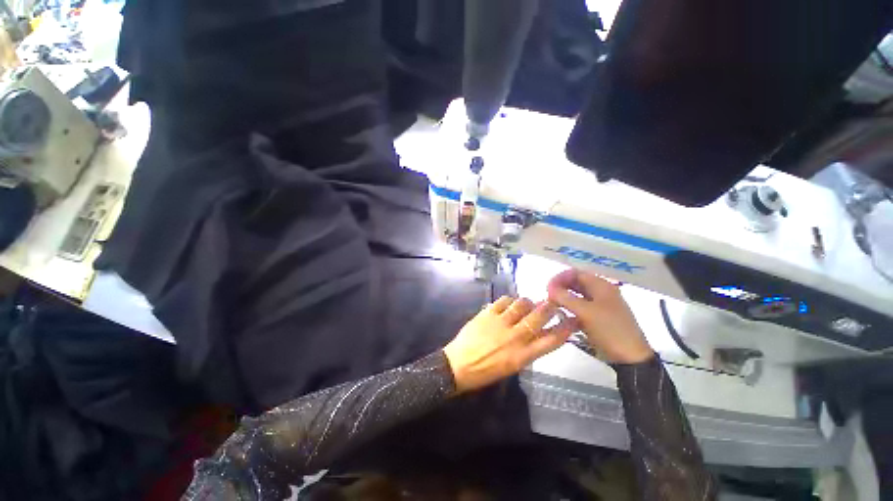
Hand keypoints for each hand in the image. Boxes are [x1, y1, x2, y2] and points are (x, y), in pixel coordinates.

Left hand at [443, 296, 577, 392]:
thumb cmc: (487, 371)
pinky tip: (509, 304)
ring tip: (526, 304)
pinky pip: (503, 300)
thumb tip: (539, 331)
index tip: (573, 319)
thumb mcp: (513, 365)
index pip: (552, 339)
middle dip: (550, 306)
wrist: (459, 366)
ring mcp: (500, 322)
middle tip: (551, 302)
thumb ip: (528, 349)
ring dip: (528, 302)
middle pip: (540, 316)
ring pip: (522, 304)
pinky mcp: (487, 313)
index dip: (566, 328)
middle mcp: (515, 337)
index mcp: (523, 355)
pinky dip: (509, 300)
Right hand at [547, 269, 653, 363]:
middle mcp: (601, 292)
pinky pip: (581, 308)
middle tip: (548, 297)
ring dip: (564, 298)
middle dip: (561, 288)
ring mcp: (601, 305)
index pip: (576, 273)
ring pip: (578, 296)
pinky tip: (563, 316)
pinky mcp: (599, 318)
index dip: (560, 278)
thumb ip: (565, 297)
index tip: (547, 288)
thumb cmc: (609, 330)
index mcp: (601, 285)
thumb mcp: (585, 312)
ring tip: (552, 306)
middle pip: (576, 283)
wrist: (631, 358)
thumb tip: (549, 287)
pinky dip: (571, 309)